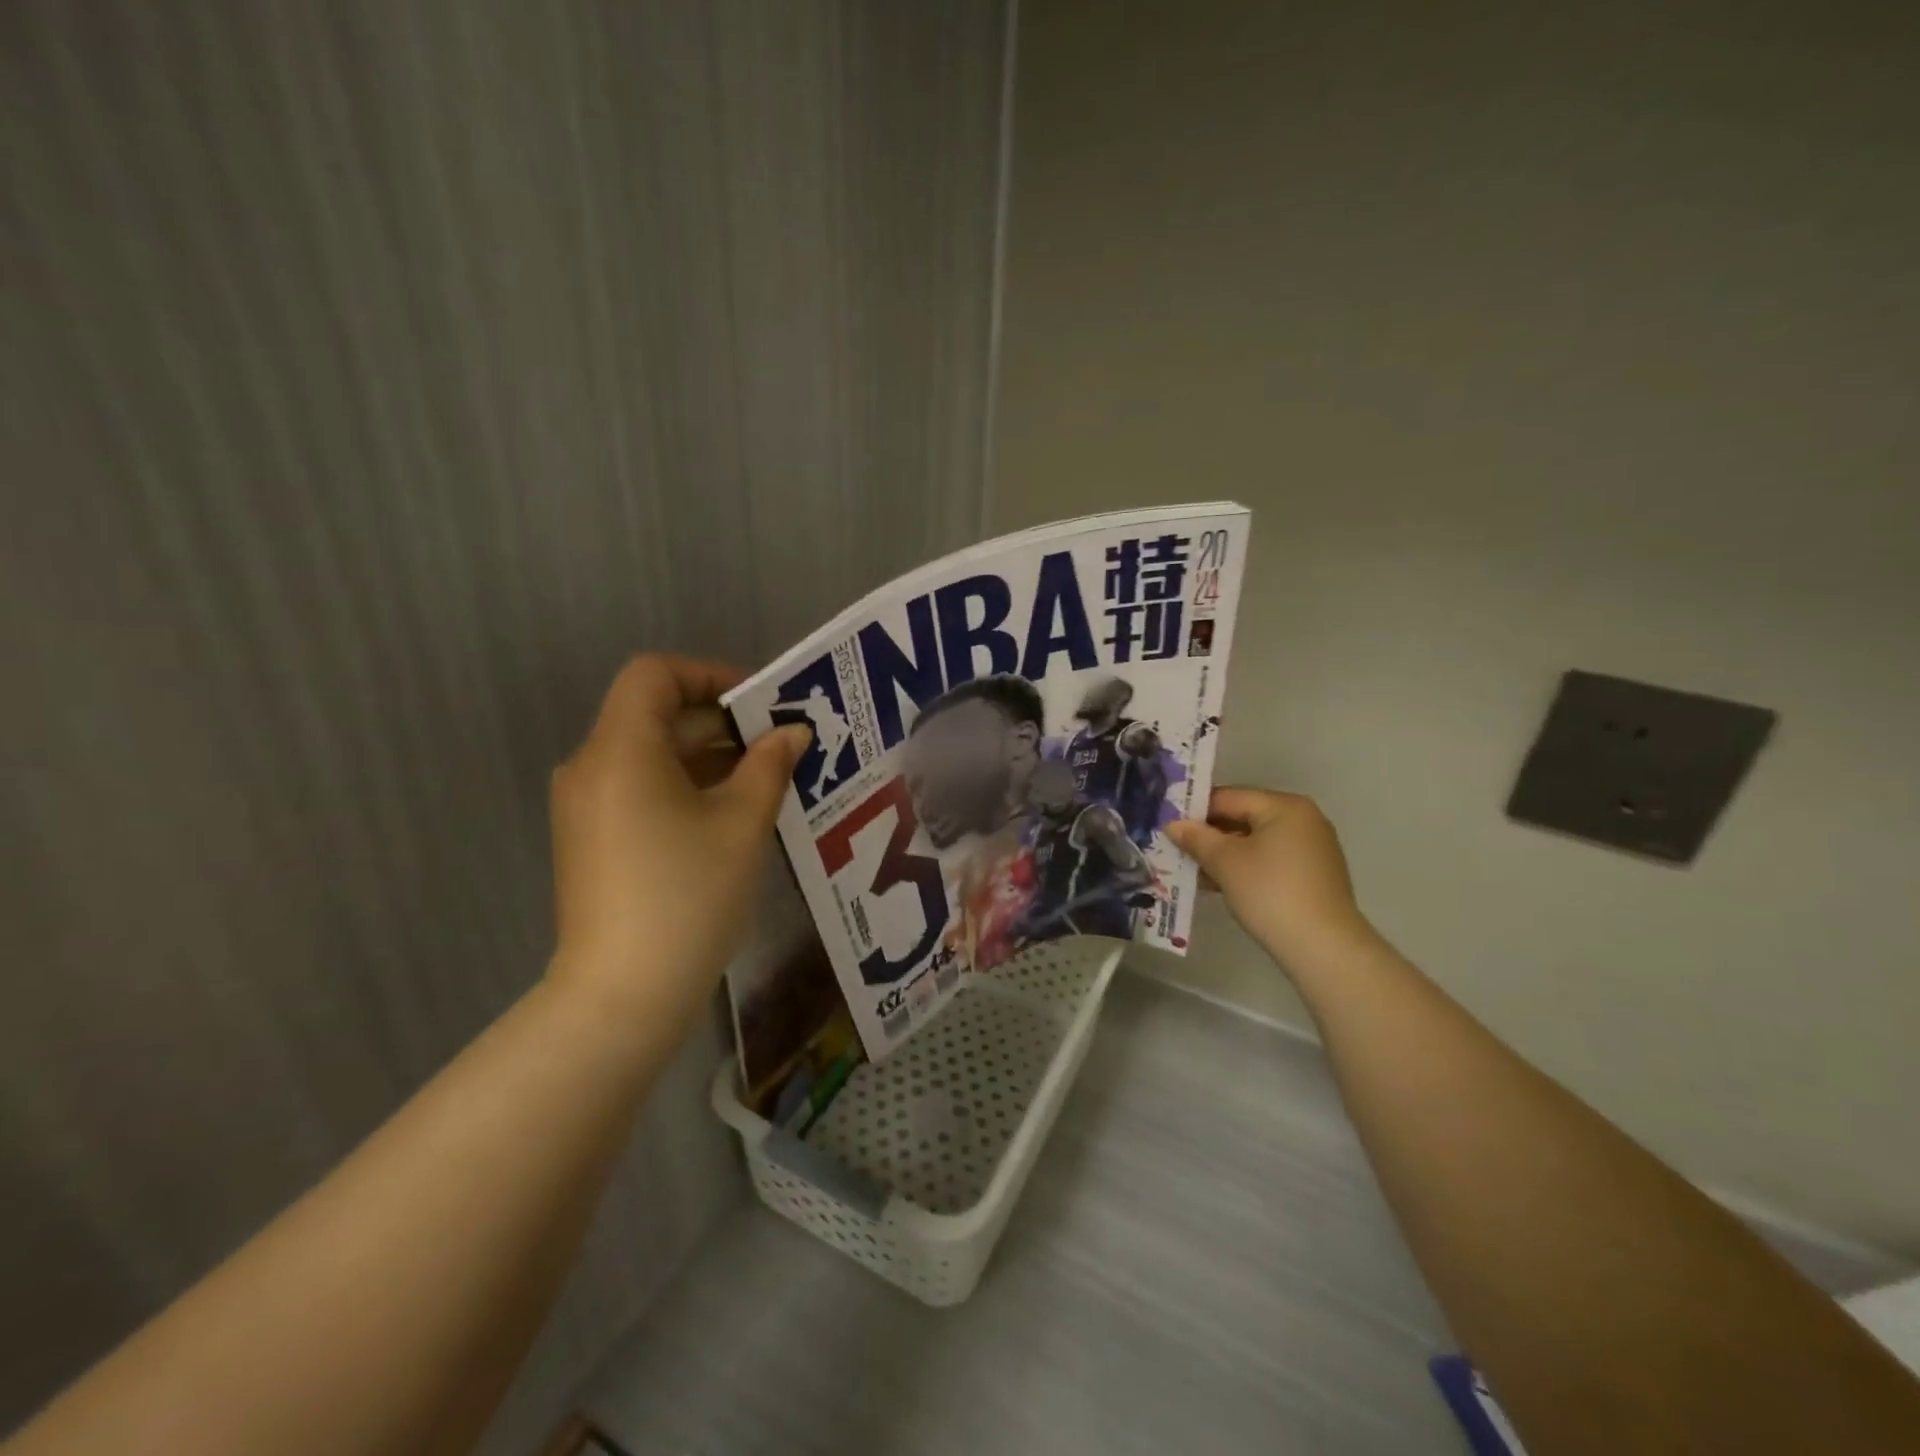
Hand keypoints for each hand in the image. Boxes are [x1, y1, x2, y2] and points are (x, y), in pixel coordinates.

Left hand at [546, 655, 809, 1023]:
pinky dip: (684, 787)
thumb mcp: (743, 823)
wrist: (623, 994)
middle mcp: (591, 767)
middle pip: (655, 715)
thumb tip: (792, 732)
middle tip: (781, 745)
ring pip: (651, 755)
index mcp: (621, 750)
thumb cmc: (689, 895)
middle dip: (721, 723)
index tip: (760, 706)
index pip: (655, 675)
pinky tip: (730, 815)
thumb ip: (769, 765)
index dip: (710, 676)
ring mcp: (585, 807)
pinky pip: (640, 789)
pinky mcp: (591, 840)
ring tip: (767, 780)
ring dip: (708, 757)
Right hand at [1167, 787, 1377, 971]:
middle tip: (1177, 851)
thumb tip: (1173, 824)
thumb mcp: (1225, 861)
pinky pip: (1270, 860)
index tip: (1169, 827)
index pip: (1228, 797)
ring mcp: (1312, 848)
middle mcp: (1303, 819)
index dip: (1195, 811)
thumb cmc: (1270, 892)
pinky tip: (1221, 886)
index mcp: (1285, 806)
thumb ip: (1196, 838)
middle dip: (1209, 835)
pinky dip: (1246, 868)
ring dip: (1224, 855)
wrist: (1322, 946)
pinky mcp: (1314, 875)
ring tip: (1194, 872)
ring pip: (1255, 841)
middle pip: (1243, 818)